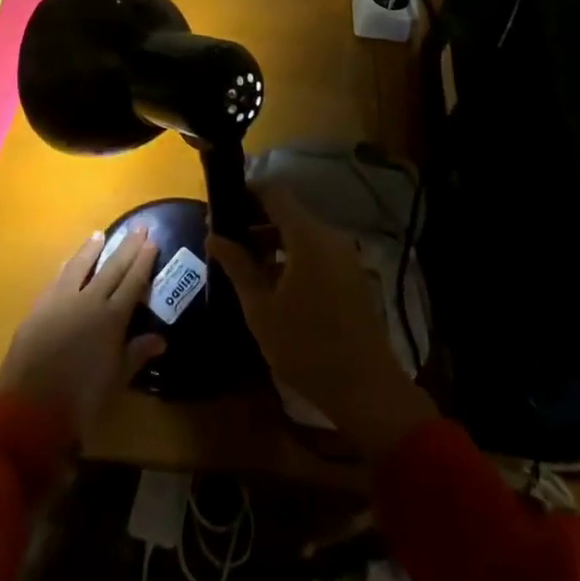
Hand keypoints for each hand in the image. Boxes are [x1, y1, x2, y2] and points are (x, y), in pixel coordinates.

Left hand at [0, 227, 167, 435]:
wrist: (29, 408)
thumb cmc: (81, 400)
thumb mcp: (116, 379)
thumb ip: (136, 354)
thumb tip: (160, 338)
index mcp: (112, 318)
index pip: (133, 281)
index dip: (143, 261)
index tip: (152, 242)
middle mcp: (89, 301)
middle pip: (112, 267)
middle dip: (126, 246)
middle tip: (138, 226)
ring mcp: (61, 301)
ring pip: (80, 266)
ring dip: (91, 250)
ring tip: (99, 235)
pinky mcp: (39, 308)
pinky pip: (58, 279)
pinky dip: (67, 267)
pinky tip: (69, 262)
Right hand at [209, 187, 435, 457]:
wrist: (365, 388)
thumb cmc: (306, 346)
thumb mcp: (261, 308)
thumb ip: (237, 266)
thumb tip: (213, 235)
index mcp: (308, 236)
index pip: (275, 193)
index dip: (247, 192)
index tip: (222, 205)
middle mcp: (330, 236)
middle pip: (289, 213)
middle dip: (256, 221)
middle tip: (226, 240)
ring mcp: (345, 256)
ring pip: (303, 234)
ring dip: (273, 241)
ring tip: (243, 264)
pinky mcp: (352, 276)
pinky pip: (317, 252)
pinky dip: (293, 256)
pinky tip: (272, 283)